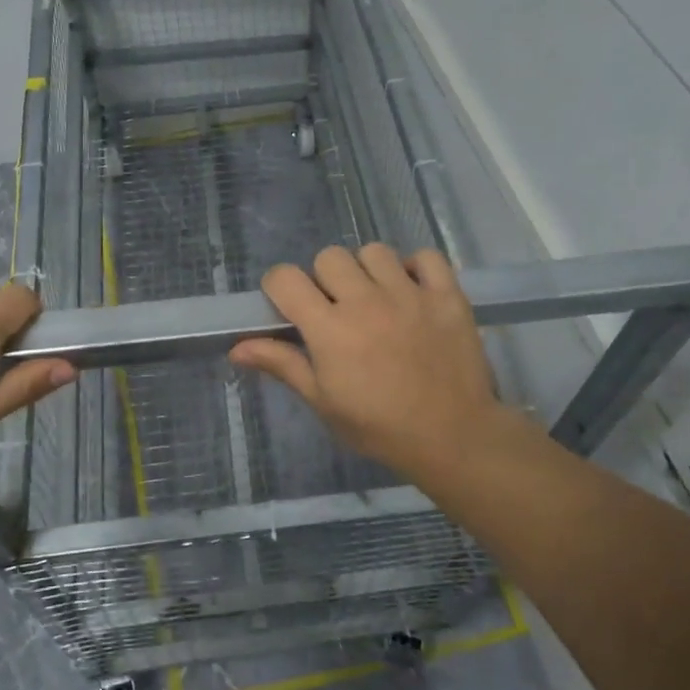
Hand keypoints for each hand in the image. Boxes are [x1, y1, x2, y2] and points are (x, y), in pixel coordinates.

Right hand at [229, 245, 519, 483]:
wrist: (452, 437)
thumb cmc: (378, 426)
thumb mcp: (323, 401)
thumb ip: (282, 364)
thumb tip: (237, 348)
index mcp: (329, 328)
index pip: (285, 278)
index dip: (279, 287)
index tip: (288, 306)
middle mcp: (366, 300)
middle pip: (329, 257)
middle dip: (325, 279)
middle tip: (337, 309)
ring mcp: (410, 294)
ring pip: (374, 251)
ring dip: (368, 271)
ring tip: (377, 299)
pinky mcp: (447, 295)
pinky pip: (426, 256)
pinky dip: (416, 268)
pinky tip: (413, 292)